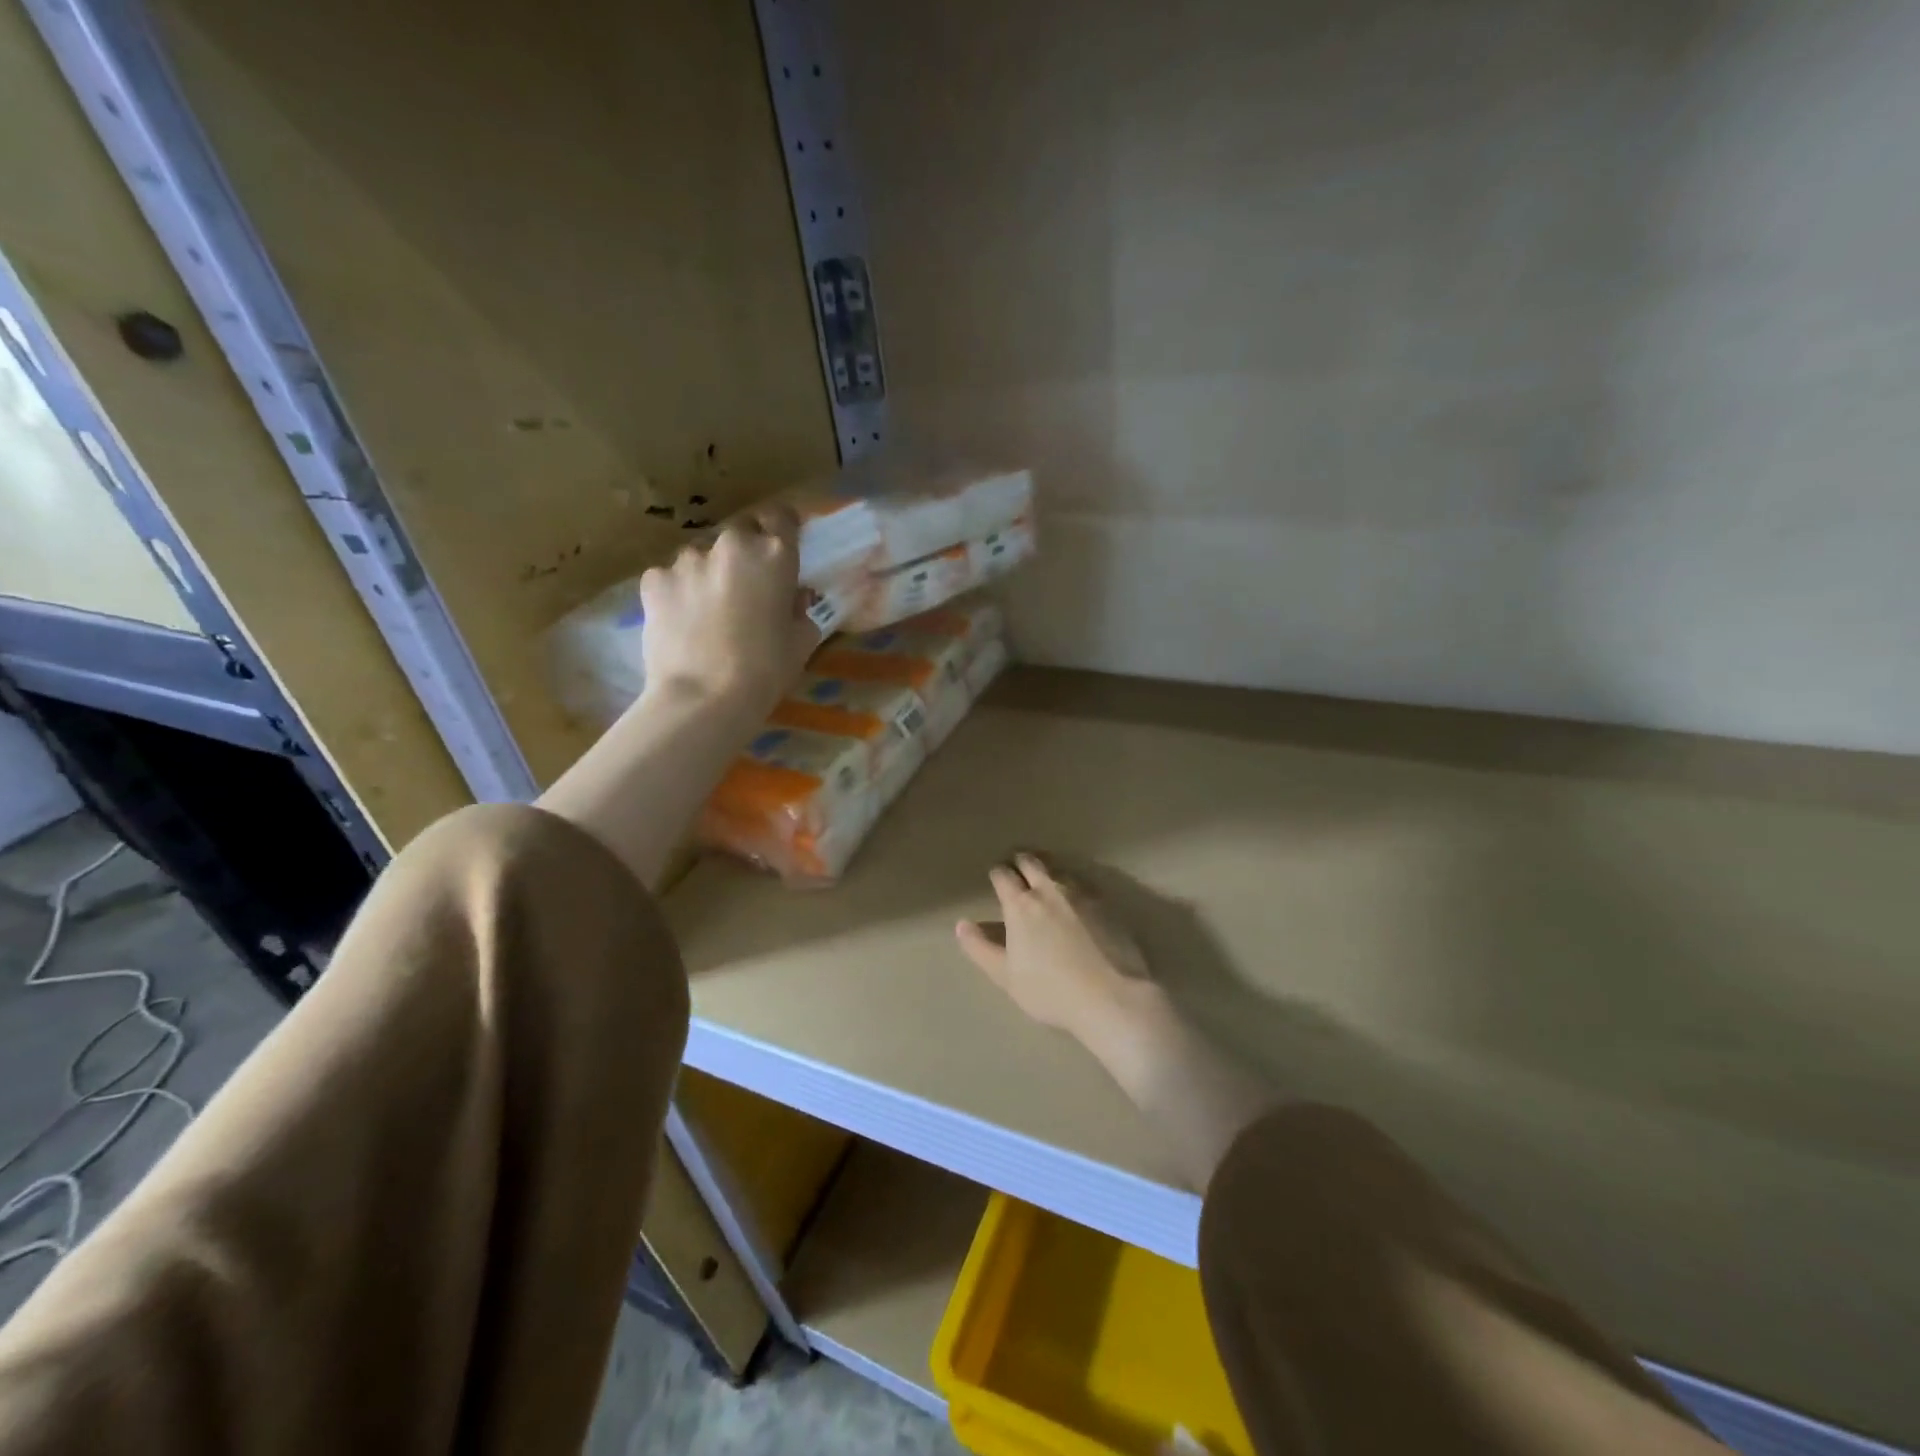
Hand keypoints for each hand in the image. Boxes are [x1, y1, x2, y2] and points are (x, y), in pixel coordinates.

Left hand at [640, 504, 820, 712]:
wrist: (704, 698)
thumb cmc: (766, 670)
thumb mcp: (802, 642)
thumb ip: (800, 610)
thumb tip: (792, 600)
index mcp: (774, 554)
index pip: (782, 516)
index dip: (782, 528)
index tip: (781, 546)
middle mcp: (731, 546)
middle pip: (740, 534)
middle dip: (744, 555)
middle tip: (745, 590)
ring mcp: (687, 560)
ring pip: (702, 557)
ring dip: (708, 575)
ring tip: (708, 613)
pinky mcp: (654, 579)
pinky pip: (671, 578)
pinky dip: (678, 593)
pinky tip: (681, 622)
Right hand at [955, 854, 1159, 1047]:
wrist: (1111, 996)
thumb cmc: (1050, 991)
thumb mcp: (1006, 976)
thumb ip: (980, 948)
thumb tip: (962, 924)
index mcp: (1020, 905)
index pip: (1002, 875)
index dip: (997, 874)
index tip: (995, 877)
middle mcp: (1049, 890)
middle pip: (1031, 862)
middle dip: (1020, 861)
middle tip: (1017, 866)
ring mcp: (1081, 893)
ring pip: (1058, 869)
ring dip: (1047, 868)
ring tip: (1045, 875)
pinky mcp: (1107, 903)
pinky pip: (1083, 882)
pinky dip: (1072, 883)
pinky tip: (1075, 895)